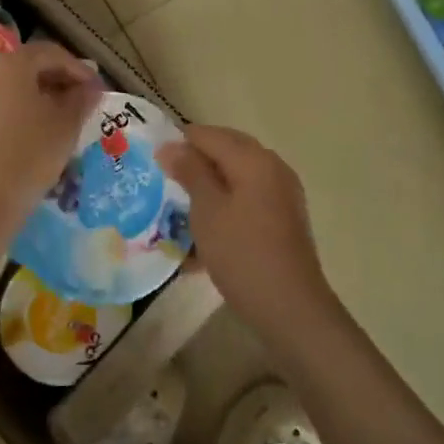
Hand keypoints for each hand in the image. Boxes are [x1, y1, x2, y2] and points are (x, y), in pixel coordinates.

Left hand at [0, 41, 101, 290]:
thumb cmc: (19, 164)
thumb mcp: (62, 132)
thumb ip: (79, 101)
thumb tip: (89, 85)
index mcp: (7, 61)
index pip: (49, 54)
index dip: (75, 69)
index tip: (93, 89)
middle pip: (15, 65)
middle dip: (43, 80)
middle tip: (65, 104)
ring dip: (13, 95)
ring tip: (32, 121)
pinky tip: (0, 134)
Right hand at [157, 126, 334, 336]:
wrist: (291, 308)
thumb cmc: (242, 254)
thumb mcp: (207, 210)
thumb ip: (190, 172)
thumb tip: (170, 145)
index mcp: (253, 159)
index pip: (208, 135)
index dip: (178, 143)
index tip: (152, 162)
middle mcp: (272, 167)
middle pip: (226, 149)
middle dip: (195, 161)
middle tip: (164, 180)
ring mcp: (282, 193)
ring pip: (237, 174)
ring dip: (209, 184)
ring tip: (181, 204)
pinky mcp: (284, 217)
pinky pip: (248, 196)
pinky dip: (226, 203)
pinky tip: (206, 227)